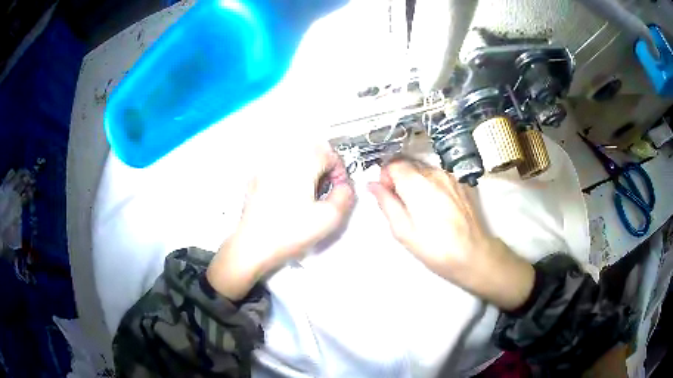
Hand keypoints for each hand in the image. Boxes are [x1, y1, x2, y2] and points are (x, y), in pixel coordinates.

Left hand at [207, 143, 353, 299]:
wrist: (253, 245)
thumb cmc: (285, 233)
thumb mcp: (329, 218)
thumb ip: (345, 196)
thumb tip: (344, 188)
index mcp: (301, 164)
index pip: (329, 153)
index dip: (340, 171)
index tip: (338, 188)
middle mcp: (282, 160)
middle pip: (312, 151)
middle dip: (324, 168)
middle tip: (325, 190)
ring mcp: (266, 169)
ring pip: (296, 157)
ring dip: (308, 171)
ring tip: (308, 195)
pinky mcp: (257, 179)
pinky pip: (280, 168)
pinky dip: (291, 176)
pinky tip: (290, 198)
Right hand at [368, 159, 533, 310]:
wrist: (473, 254)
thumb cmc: (435, 248)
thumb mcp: (403, 231)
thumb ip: (386, 203)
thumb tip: (372, 185)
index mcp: (417, 183)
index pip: (393, 164)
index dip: (385, 177)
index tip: (387, 194)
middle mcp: (435, 173)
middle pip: (409, 165)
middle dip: (400, 180)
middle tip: (403, 206)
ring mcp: (451, 177)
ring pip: (424, 171)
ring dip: (416, 183)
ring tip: (422, 210)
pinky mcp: (461, 184)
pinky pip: (439, 178)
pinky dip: (432, 186)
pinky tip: (437, 208)